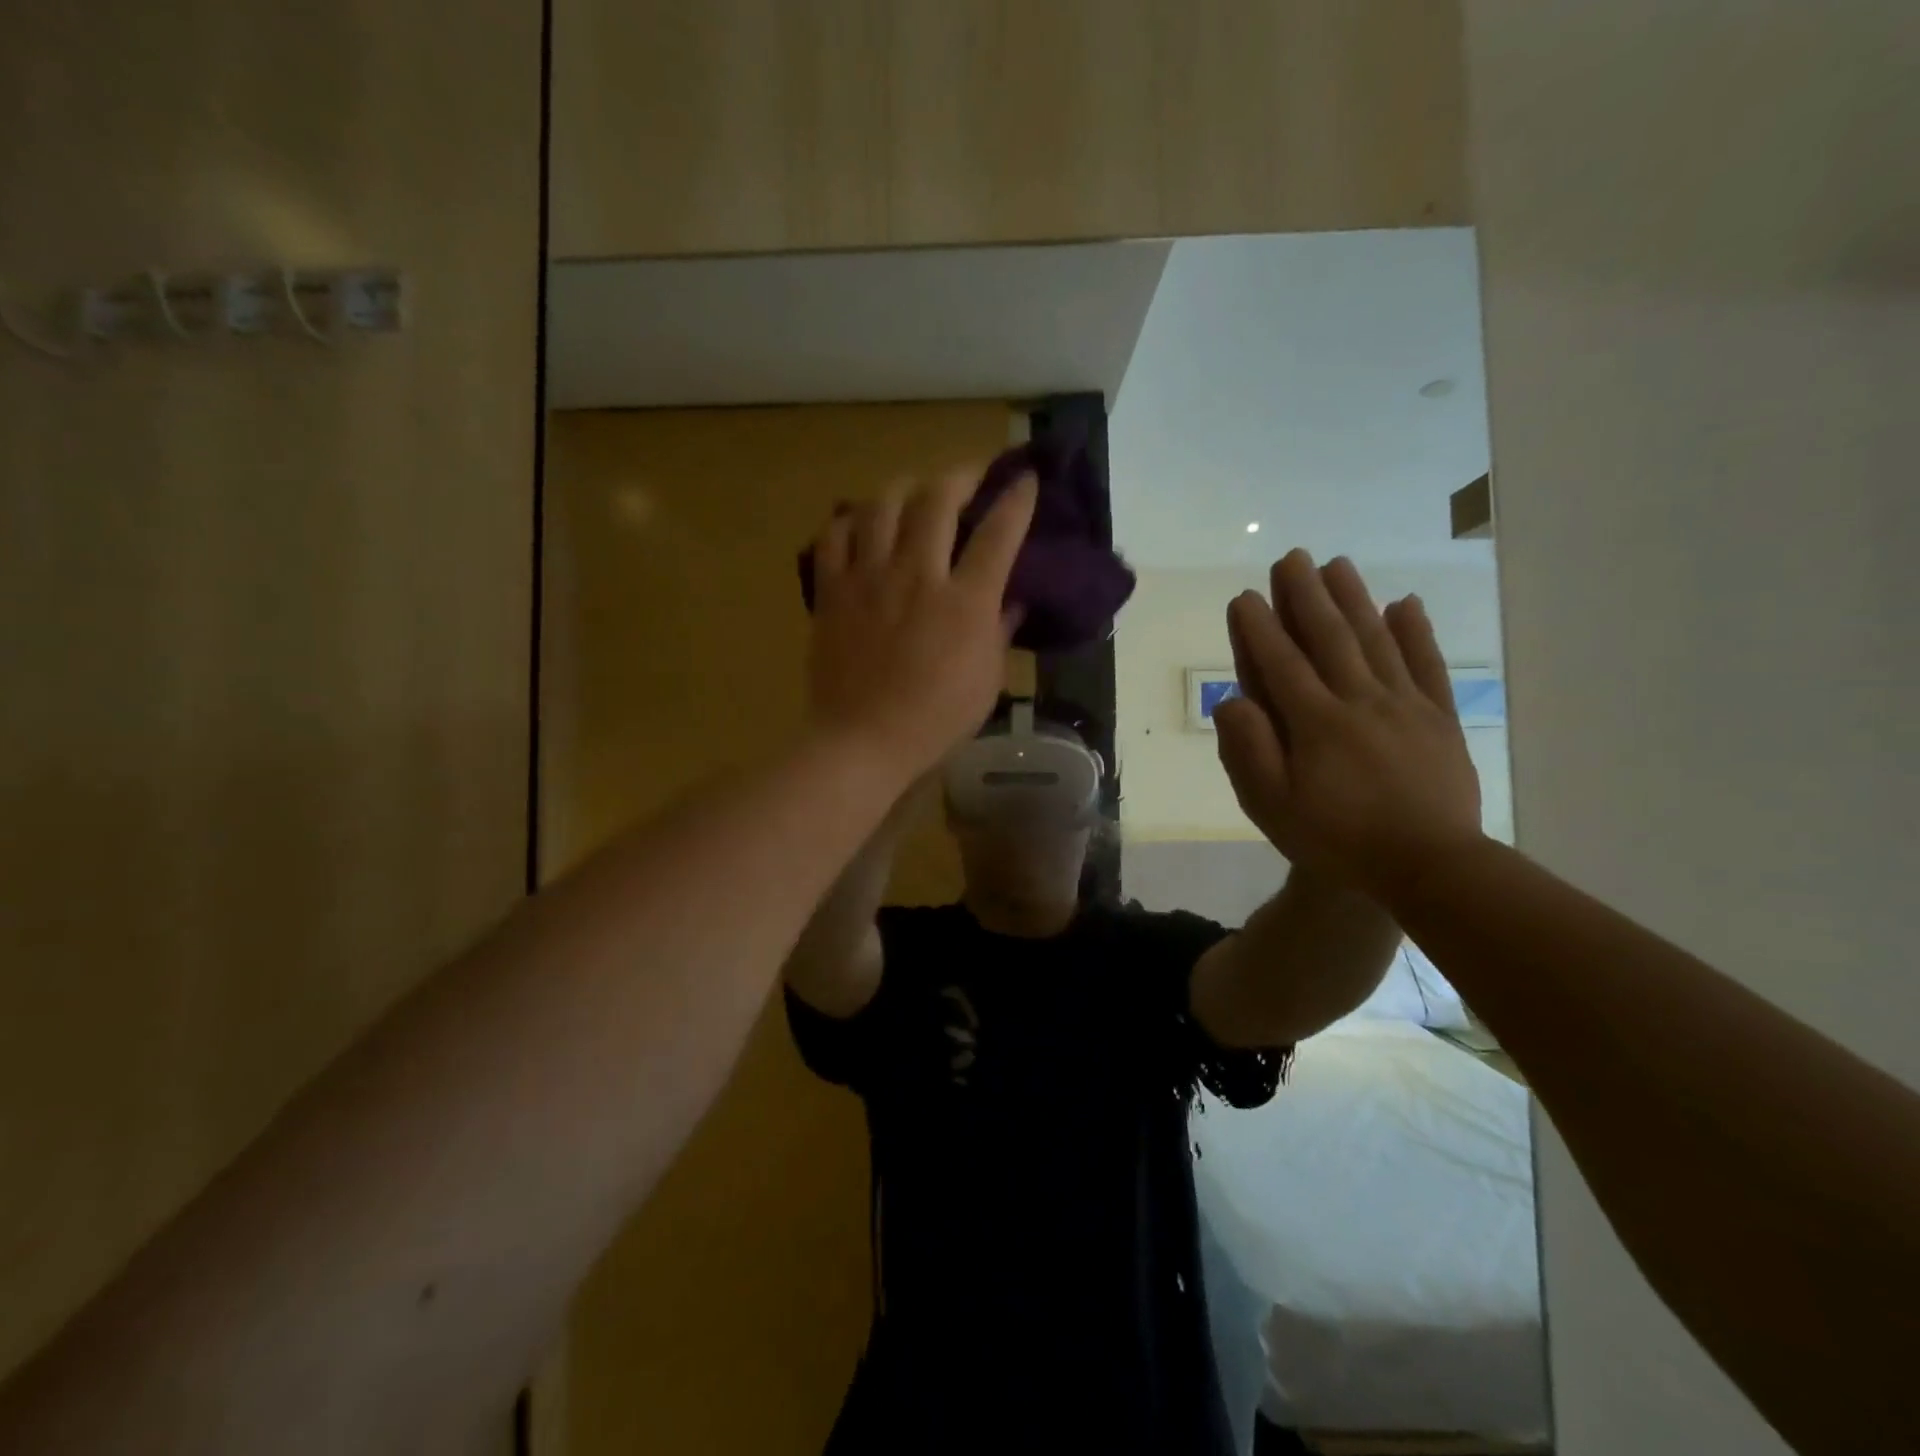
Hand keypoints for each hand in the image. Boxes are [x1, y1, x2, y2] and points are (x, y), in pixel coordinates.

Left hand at [806, 467, 1036, 779]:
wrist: (863, 740)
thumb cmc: (934, 719)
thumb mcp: (986, 681)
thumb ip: (1000, 632)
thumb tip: (1011, 600)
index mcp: (964, 601)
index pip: (998, 533)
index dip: (1016, 499)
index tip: (1025, 479)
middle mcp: (917, 575)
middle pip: (937, 499)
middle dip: (960, 477)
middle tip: (968, 480)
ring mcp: (869, 578)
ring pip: (883, 505)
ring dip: (904, 489)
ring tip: (913, 494)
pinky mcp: (832, 590)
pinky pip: (834, 536)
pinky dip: (849, 521)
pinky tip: (860, 526)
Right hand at [1213, 550, 1483, 901]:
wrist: (1430, 867)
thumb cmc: (1338, 840)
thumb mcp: (1273, 807)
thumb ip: (1249, 750)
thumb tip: (1231, 700)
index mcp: (1315, 723)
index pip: (1280, 664)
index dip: (1259, 628)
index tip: (1245, 596)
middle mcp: (1359, 701)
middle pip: (1329, 638)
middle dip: (1306, 596)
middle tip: (1292, 558)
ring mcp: (1405, 706)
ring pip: (1376, 640)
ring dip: (1354, 599)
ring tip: (1337, 564)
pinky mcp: (1440, 719)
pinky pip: (1427, 665)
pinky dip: (1416, 632)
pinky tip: (1405, 604)